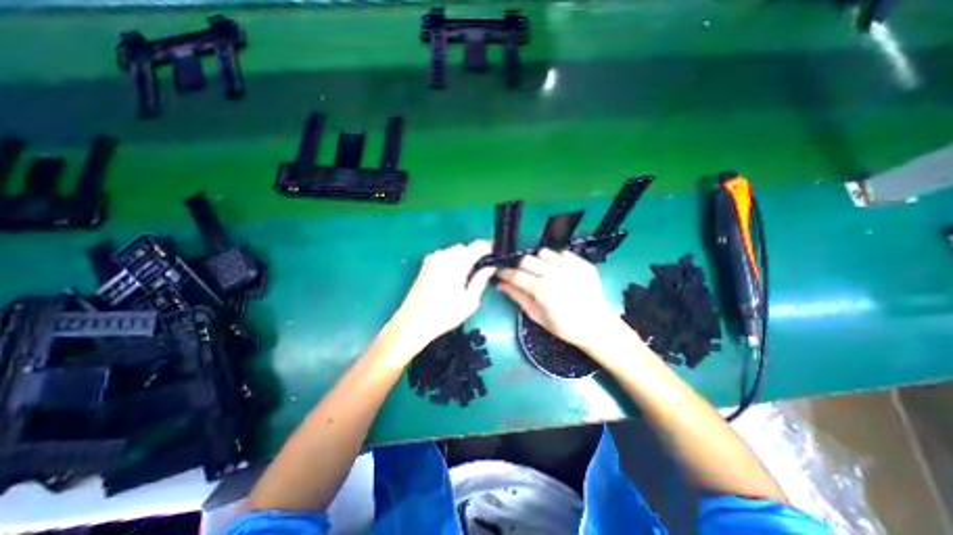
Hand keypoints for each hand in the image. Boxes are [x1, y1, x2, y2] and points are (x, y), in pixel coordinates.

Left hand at [387, 240, 495, 349]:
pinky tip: (451, 279)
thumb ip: (481, 279)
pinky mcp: (426, 264)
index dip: (490, 248)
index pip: (478, 245)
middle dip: (475, 256)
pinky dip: (452, 262)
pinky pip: (445, 256)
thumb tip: (490, 266)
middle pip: (466, 247)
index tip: (495, 257)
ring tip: (464, 279)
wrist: (413, 322)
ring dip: (463, 259)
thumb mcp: (470, 301)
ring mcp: (432, 259)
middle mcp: (443, 256)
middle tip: (480, 273)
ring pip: (455, 251)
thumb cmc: (444, 315)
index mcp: (456, 263)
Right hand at [495, 248, 623, 351]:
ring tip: (541, 272)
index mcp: (542, 290)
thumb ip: (518, 297)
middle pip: (528, 259)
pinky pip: (563, 253)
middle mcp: (555, 273)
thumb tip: (501, 284)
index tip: (501, 273)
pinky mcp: (583, 264)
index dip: (505, 273)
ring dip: (538, 261)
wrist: (597, 327)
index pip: (517, 275)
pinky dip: (556, 259)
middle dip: (520, 266)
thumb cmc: (564, 327)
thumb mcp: (537, 315)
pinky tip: (558, 271)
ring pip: (544, 252)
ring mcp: (571, 267)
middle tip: (522, 275)